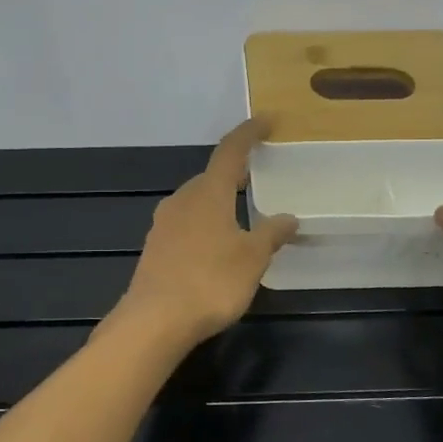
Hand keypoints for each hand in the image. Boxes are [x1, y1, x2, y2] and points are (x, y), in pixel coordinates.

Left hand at [113, 119, 298, 349]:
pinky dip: (205, 223)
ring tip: (241, 212)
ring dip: (218, 200)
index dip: (249, 133)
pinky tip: (215, 245)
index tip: (266, 120)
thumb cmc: (210, 281)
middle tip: (257, 175)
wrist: (154, 321)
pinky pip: (185, 224)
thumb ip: (271, 234)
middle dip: (234, 173)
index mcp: (208, 193)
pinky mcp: (155, 248)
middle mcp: (182, 200)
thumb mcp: (252, 258)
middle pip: (210, 176)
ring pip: (196, 201)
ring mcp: (163, 224)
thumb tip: (288, 218)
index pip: (230, 151)